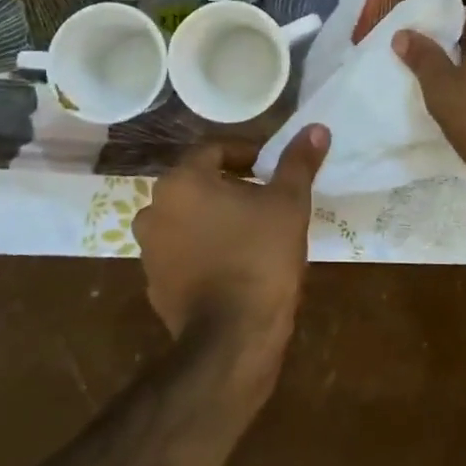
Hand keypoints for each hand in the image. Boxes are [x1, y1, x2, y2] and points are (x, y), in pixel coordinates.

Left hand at [133, 126, 329, 355]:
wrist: (232, 337)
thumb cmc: (261, 257)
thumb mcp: (289, 203)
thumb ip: (298, 162)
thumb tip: (317, 128)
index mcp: (183, 181)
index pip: (214, 149)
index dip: (247, 153)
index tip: (271, 170)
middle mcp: (155, 207)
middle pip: (197, 182)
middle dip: (230, 185)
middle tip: (265, 199)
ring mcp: (149, 248)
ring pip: (187, 217)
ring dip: (213, 217)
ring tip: (250, 232)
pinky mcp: (153, 283)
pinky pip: (180, 251)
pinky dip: (202, 248)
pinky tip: (232, 264)